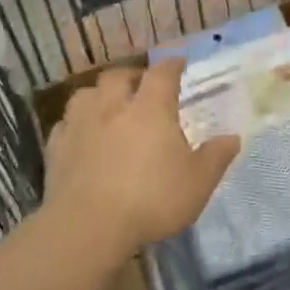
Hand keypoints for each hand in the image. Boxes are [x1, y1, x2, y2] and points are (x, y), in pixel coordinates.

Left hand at [43, 60, 240, 260]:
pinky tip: (82, 136)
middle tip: (142, 86)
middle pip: (119, 76)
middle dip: (132, 76)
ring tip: (108, 107)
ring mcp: (81, 124)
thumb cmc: (151, 199)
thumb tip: (233, 138)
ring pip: (87, 93)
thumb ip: (215, 157)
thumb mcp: (197, 183)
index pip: (163, 73)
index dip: (172, 65)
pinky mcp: (57, 148)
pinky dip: (76, 124)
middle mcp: (113, 106)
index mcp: (151, 108)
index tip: (178, 63)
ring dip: (99, 95)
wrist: (88, 226)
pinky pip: (65, 124)